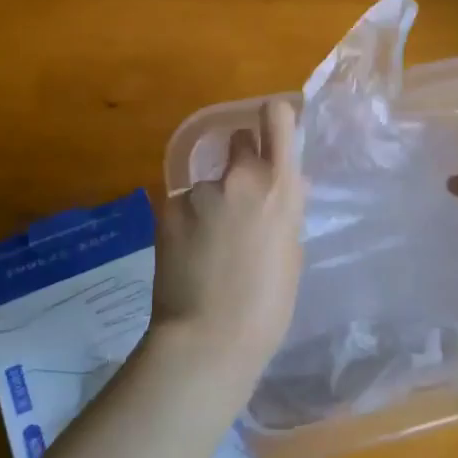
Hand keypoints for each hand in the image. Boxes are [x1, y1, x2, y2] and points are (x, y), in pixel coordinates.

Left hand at [150, 100, 304, 375]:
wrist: (207, 339)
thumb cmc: (267, 305)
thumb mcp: (290, 253)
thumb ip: (286, 210)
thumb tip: (290, 186)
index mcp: (278, 187)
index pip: (276, 118)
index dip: (274, 118)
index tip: (273, 129)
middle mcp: (238, 177)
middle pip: (237, 140)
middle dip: (239, 159)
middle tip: (238, 196)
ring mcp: (198, 192)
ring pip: (207, 180)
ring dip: (211, 198)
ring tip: (209, 243)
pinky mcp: (167, 209)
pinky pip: (184, 203)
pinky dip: (188, 220)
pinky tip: (189, 253)